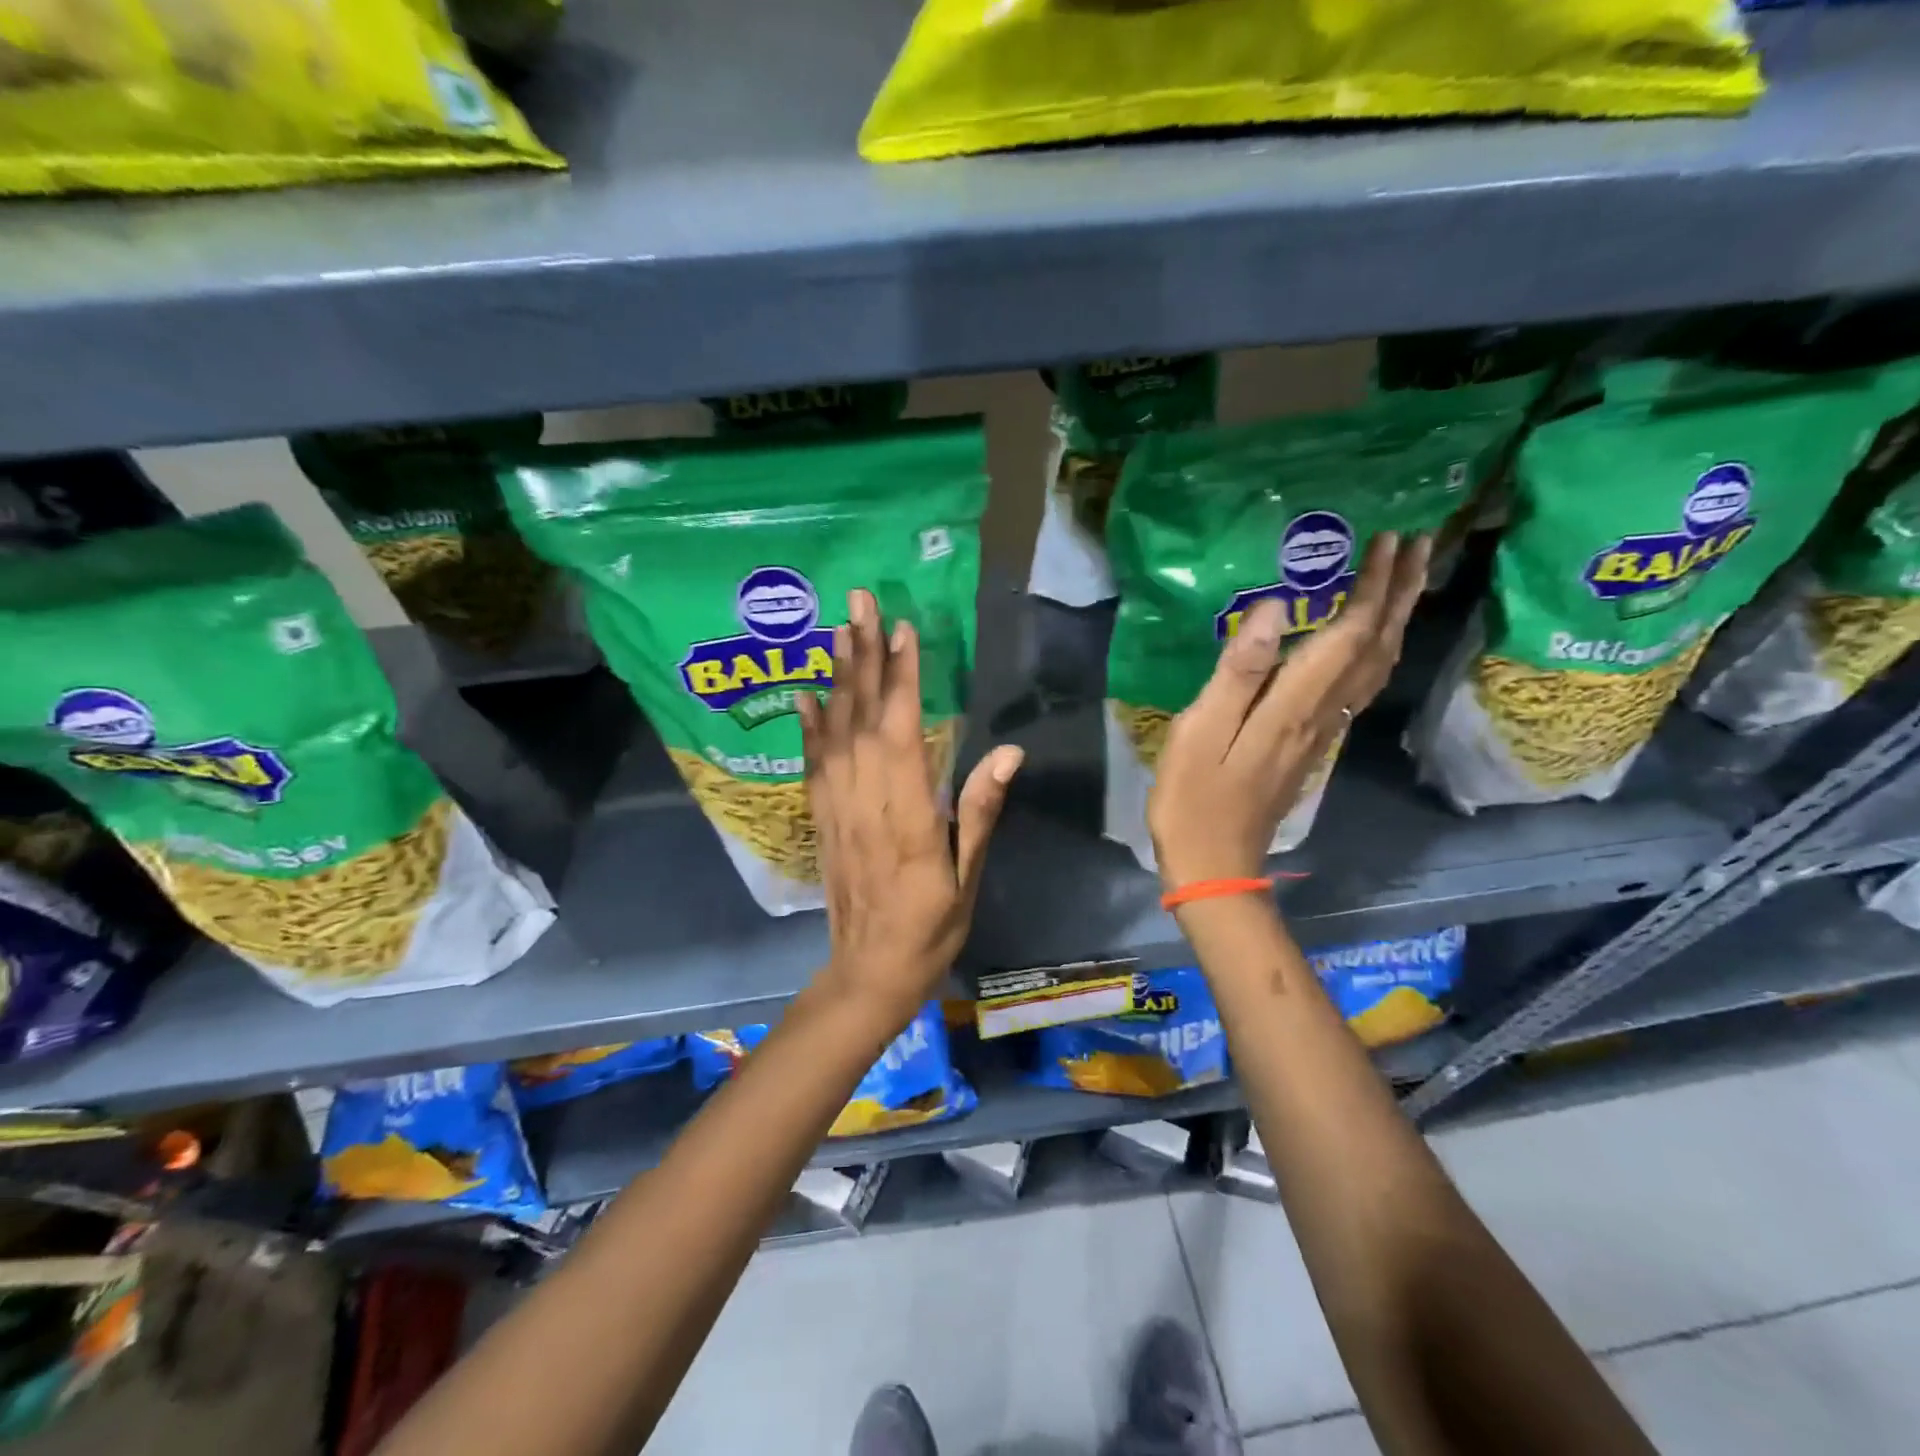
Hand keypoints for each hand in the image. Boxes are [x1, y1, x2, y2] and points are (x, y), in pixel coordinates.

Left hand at [797, 589, 1024, 1023]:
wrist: (868, 973)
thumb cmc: (930, 929)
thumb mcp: (967, 877)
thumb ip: (980, 811)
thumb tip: (1007, 753)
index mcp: (908, 816)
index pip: (901, 732)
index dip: (901, 679)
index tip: (902, 630)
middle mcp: (865, 802)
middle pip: (861, 718)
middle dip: (862, 656)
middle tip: (858, 602)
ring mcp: (836, 809)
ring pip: (834, 732)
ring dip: (836, 678)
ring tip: (836, 630)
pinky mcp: (821, 820)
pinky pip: (812, 765)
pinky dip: (808, 727)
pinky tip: (805, 695)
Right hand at [1148, 533, 1431, 888]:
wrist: (1216, 864)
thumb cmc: (1195, 800)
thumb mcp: (1201, 733)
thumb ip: (1237, 672)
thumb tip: (1270, 609)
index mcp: (1294, 706)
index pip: (1348, 636)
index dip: (1372, 587)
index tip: (1389, 540)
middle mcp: (1321, 715)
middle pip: (1375, 648)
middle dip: (1400, 594)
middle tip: (1419, 544)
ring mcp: (1321, 734)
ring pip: (1375, 669)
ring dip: (1395, 621)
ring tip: (1406, 582)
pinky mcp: (1311, 746)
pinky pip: (1359, 689)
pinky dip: (1375, 654)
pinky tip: (1367, 643)